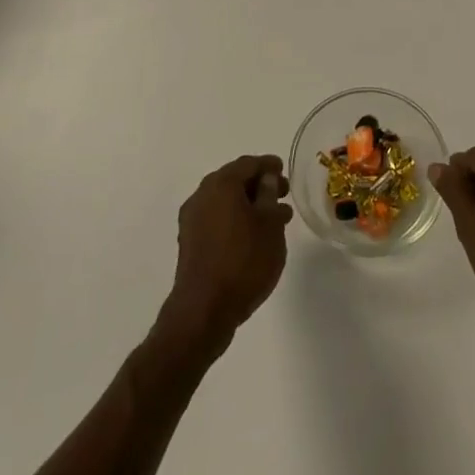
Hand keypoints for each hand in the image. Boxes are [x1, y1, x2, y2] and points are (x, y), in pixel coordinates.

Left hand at [160, 155, 291, 349]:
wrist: (203, 311)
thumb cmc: (243, 262)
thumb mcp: (270, 225)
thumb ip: (269, 195)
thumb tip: (266, 179)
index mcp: (221, 183)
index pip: (249, 163)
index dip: (269, 165)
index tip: (284, 171)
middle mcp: (202, 194)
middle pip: (234, 180)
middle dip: (259, 185)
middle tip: (282, 194)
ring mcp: (192, 219)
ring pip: (225, 201)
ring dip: (248, 204)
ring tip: (273, 220)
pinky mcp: (189, 242)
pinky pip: (216, 219)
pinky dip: (235, 220)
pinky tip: (252, 237)